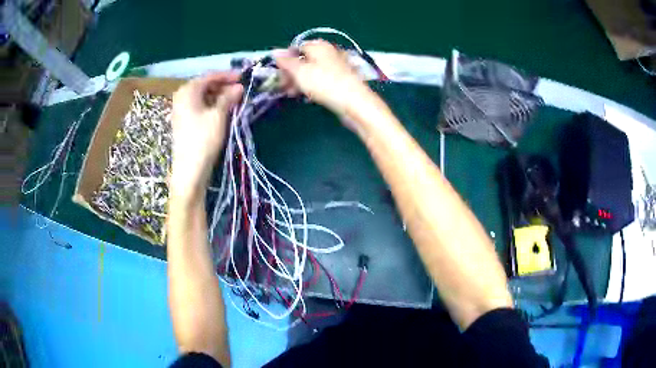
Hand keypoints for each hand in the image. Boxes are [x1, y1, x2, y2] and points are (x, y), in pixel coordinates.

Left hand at [170, 72, 242, 200]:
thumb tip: (239, 87)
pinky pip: (199, 106)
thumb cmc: (203, 139)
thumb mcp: (219, 115)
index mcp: (188, 90)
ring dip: (219, 96)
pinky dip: (211, 105)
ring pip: (203, 96)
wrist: (189, 170)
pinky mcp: (183, 121)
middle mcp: (181, 96)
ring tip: (235, 100)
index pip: (210, 76)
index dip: (228, 76)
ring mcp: (180, 110)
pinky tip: (223, 110)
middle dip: (223, 86)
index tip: (244, 77)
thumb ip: (229, 97)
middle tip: (241, 90)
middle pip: (205, 85)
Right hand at [275, 40, 376, 119]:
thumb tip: (275, 51)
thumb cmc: (325, 84)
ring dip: (299, 81)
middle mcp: (329, 53)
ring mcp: (337, 67)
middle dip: (291, 72)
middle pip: (305, 59)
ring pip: (313, 71)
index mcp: (319, 46)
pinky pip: (322, 80)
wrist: (355, 103)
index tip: (277, 73)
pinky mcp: (341, 80)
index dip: (285, 59)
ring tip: (291, 93)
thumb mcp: (300, 72)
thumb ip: (286, 62)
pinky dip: (312, 86)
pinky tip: (306, 96)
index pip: (297, 47)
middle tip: (282, 86)